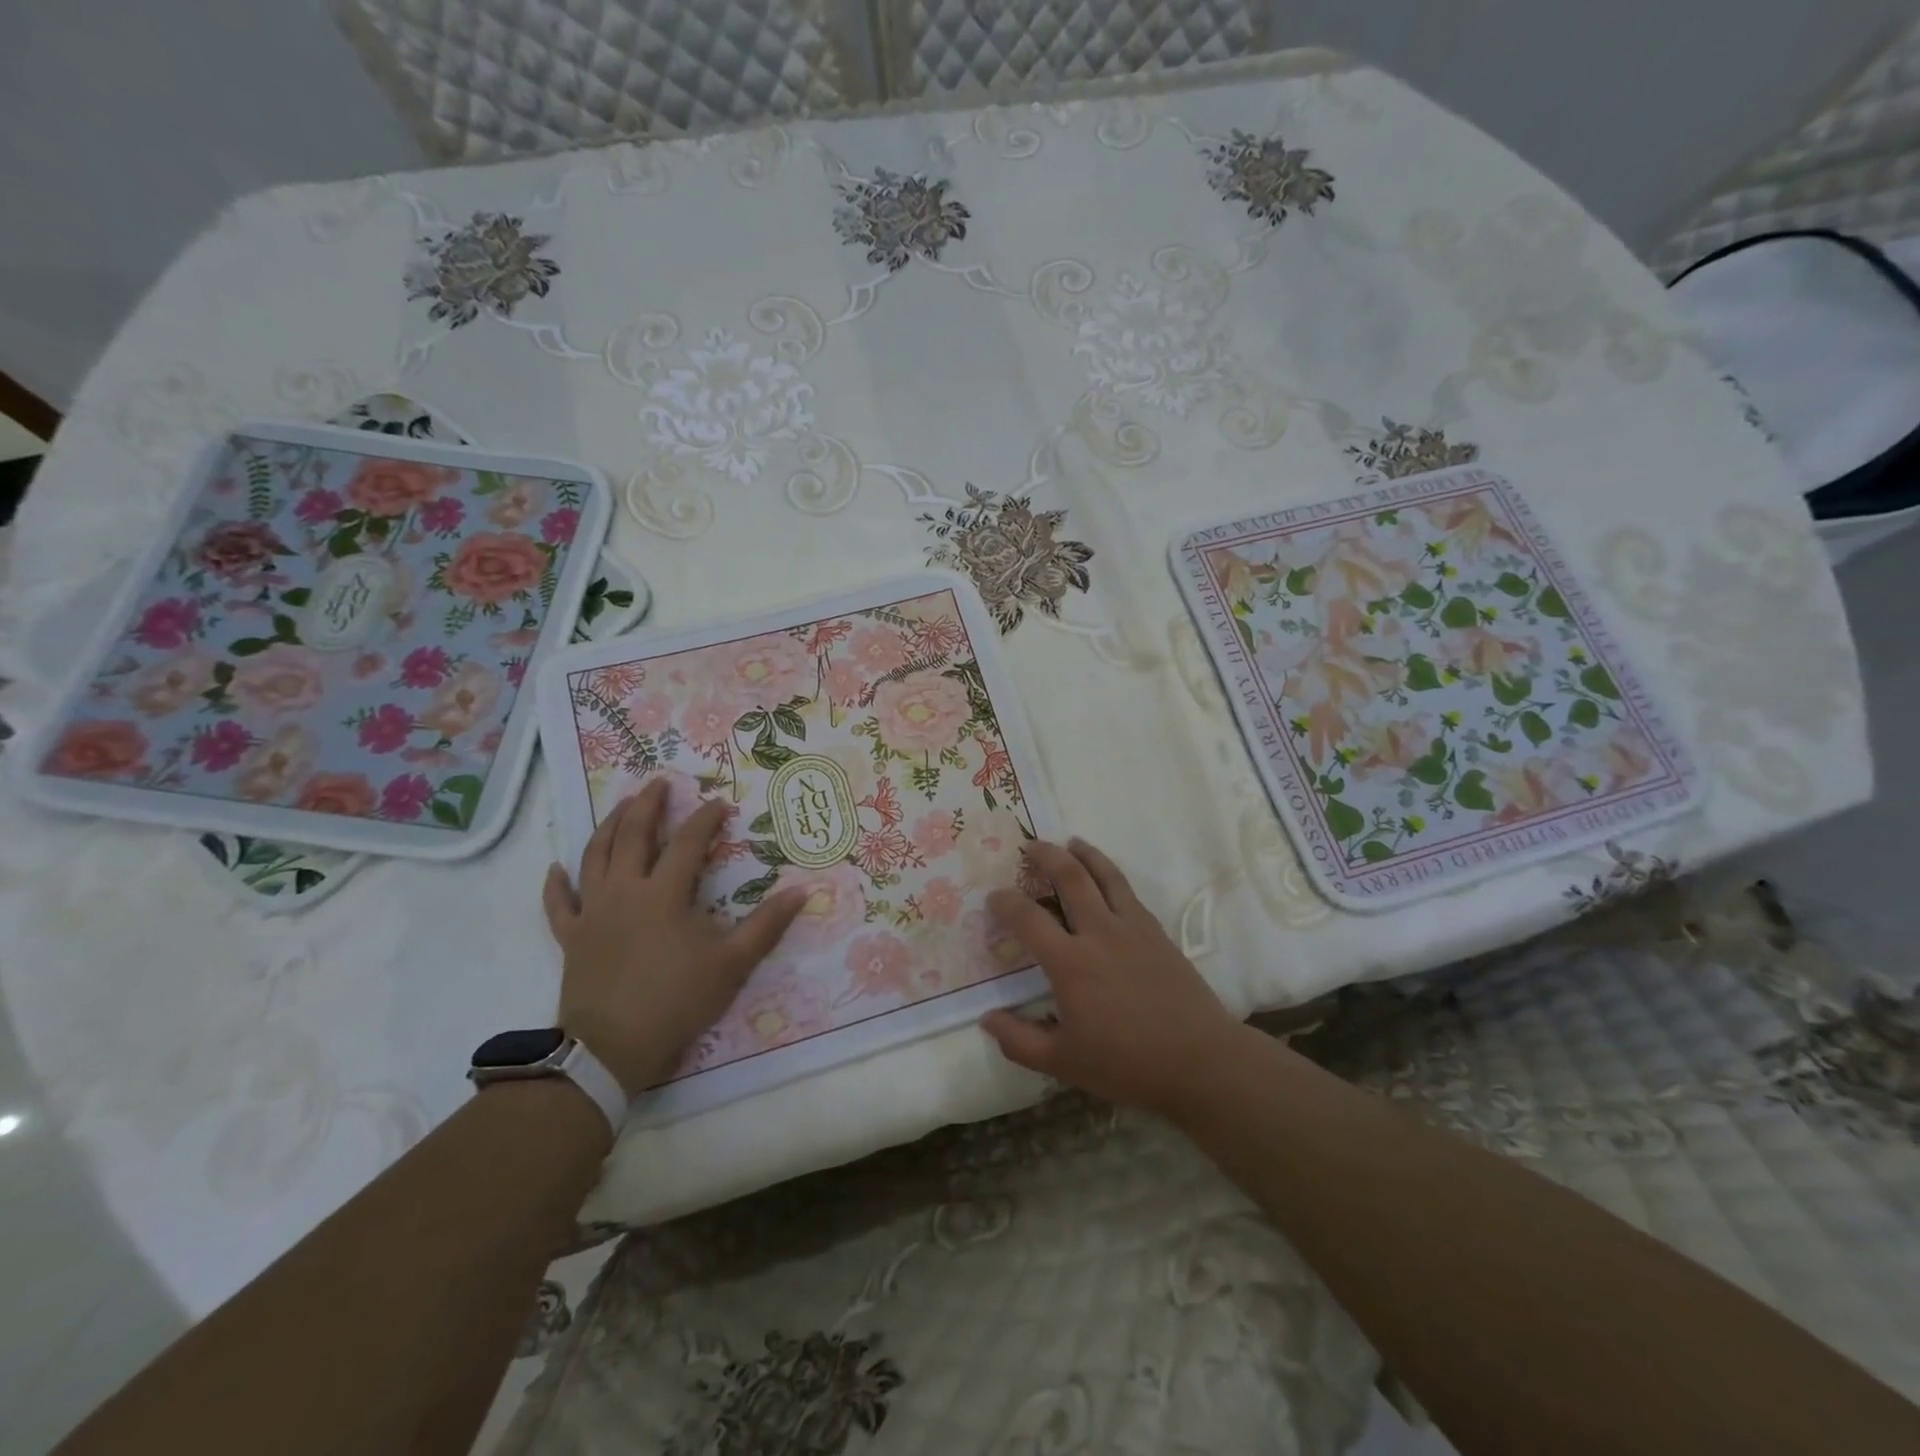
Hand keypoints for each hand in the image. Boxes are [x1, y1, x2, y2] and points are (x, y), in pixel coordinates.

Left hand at [543, 779, 805, 1096]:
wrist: (611, 1049)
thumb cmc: (676, 1001)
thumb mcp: (732, 964)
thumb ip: (767, 925)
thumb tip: (803, 891)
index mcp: (664, 893)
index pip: (689, 842)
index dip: (706, 819)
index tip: (721, 803)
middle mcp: (624, 891)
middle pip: (633, 835)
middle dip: (647, 805)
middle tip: (658, 782)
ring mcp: (593, 912)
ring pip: (594, 856)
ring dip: (608, 826)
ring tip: (621, 806)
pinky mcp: (571, 937)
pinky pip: (559, 904)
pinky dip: (555, 884)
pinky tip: (555, 868)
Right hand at [980, 838, 1243, 1119]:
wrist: (1200, 1061)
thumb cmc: (1127, 1064)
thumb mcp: (1063, 1063)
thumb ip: (1018, 1040)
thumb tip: (986, 1019)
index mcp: (1070, 963)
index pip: (1027, 918)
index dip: (1005, 902)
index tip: (994, 897)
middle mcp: (1099, 933)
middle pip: (1069, 877)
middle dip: (1046, 856)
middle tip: (1030, 846)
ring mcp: (1132, 927)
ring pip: (1104, 874)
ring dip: (1084, 853)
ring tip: (1070, 842)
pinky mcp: (1156, 931)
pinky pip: (1128, 891)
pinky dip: (1110, 874)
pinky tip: (1106, 879)